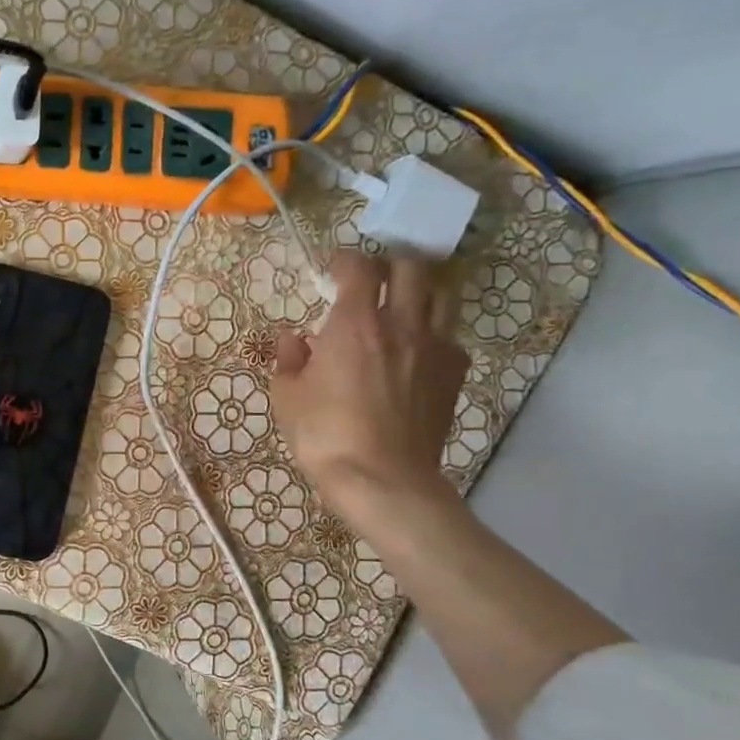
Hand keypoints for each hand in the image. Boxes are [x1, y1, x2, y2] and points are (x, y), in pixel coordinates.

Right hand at [270, 251, 468, 520]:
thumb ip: (289, 360)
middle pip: (412, 268)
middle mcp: (401, 324)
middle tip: (371, 282)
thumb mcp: (287, 397)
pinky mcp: (453, 375)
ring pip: (442, 296)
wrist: (382, 479)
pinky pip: (450, 338)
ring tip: (402, 307)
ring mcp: (434, 348)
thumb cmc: (324, 435)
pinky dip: (434, 333)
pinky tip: (416, 352)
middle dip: (390, 267)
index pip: (359, 268)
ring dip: (420, 292)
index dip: (345, 260)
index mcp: (355, 323)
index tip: (332, 268)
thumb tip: (293, 340)